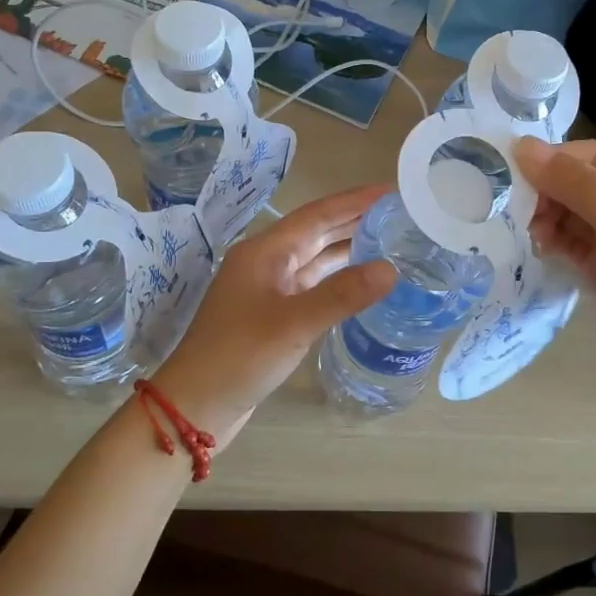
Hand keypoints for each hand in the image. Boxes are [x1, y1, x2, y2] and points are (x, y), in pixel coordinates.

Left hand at [153, 184, 396, 440]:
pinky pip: (312, 284)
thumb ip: (343, 294)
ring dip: (349, 248)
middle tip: (400, 213)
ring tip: (390, 240)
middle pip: (317, 232)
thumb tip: (391, 269)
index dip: (355, 201)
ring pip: (315, 258)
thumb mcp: (294, 323)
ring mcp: (268, 289)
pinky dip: (338, 279)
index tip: (391, 191)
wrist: (195, 405)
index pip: (318, 214)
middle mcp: (266, 262)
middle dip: (355, 220)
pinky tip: (362, 282)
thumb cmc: (239, 356)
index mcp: (265, 251)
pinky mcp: (273, 315)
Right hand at [513, 137, 595, 401]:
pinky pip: (571, 242)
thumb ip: (578, 185)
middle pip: (581, 182)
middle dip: (550, 193)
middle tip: (521, 213)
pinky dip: (553, 241)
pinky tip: (541, 248)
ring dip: (548, 218)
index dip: (556, 161)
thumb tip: (522, 145)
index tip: (513, 176)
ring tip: (534, 236)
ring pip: (572, 213)